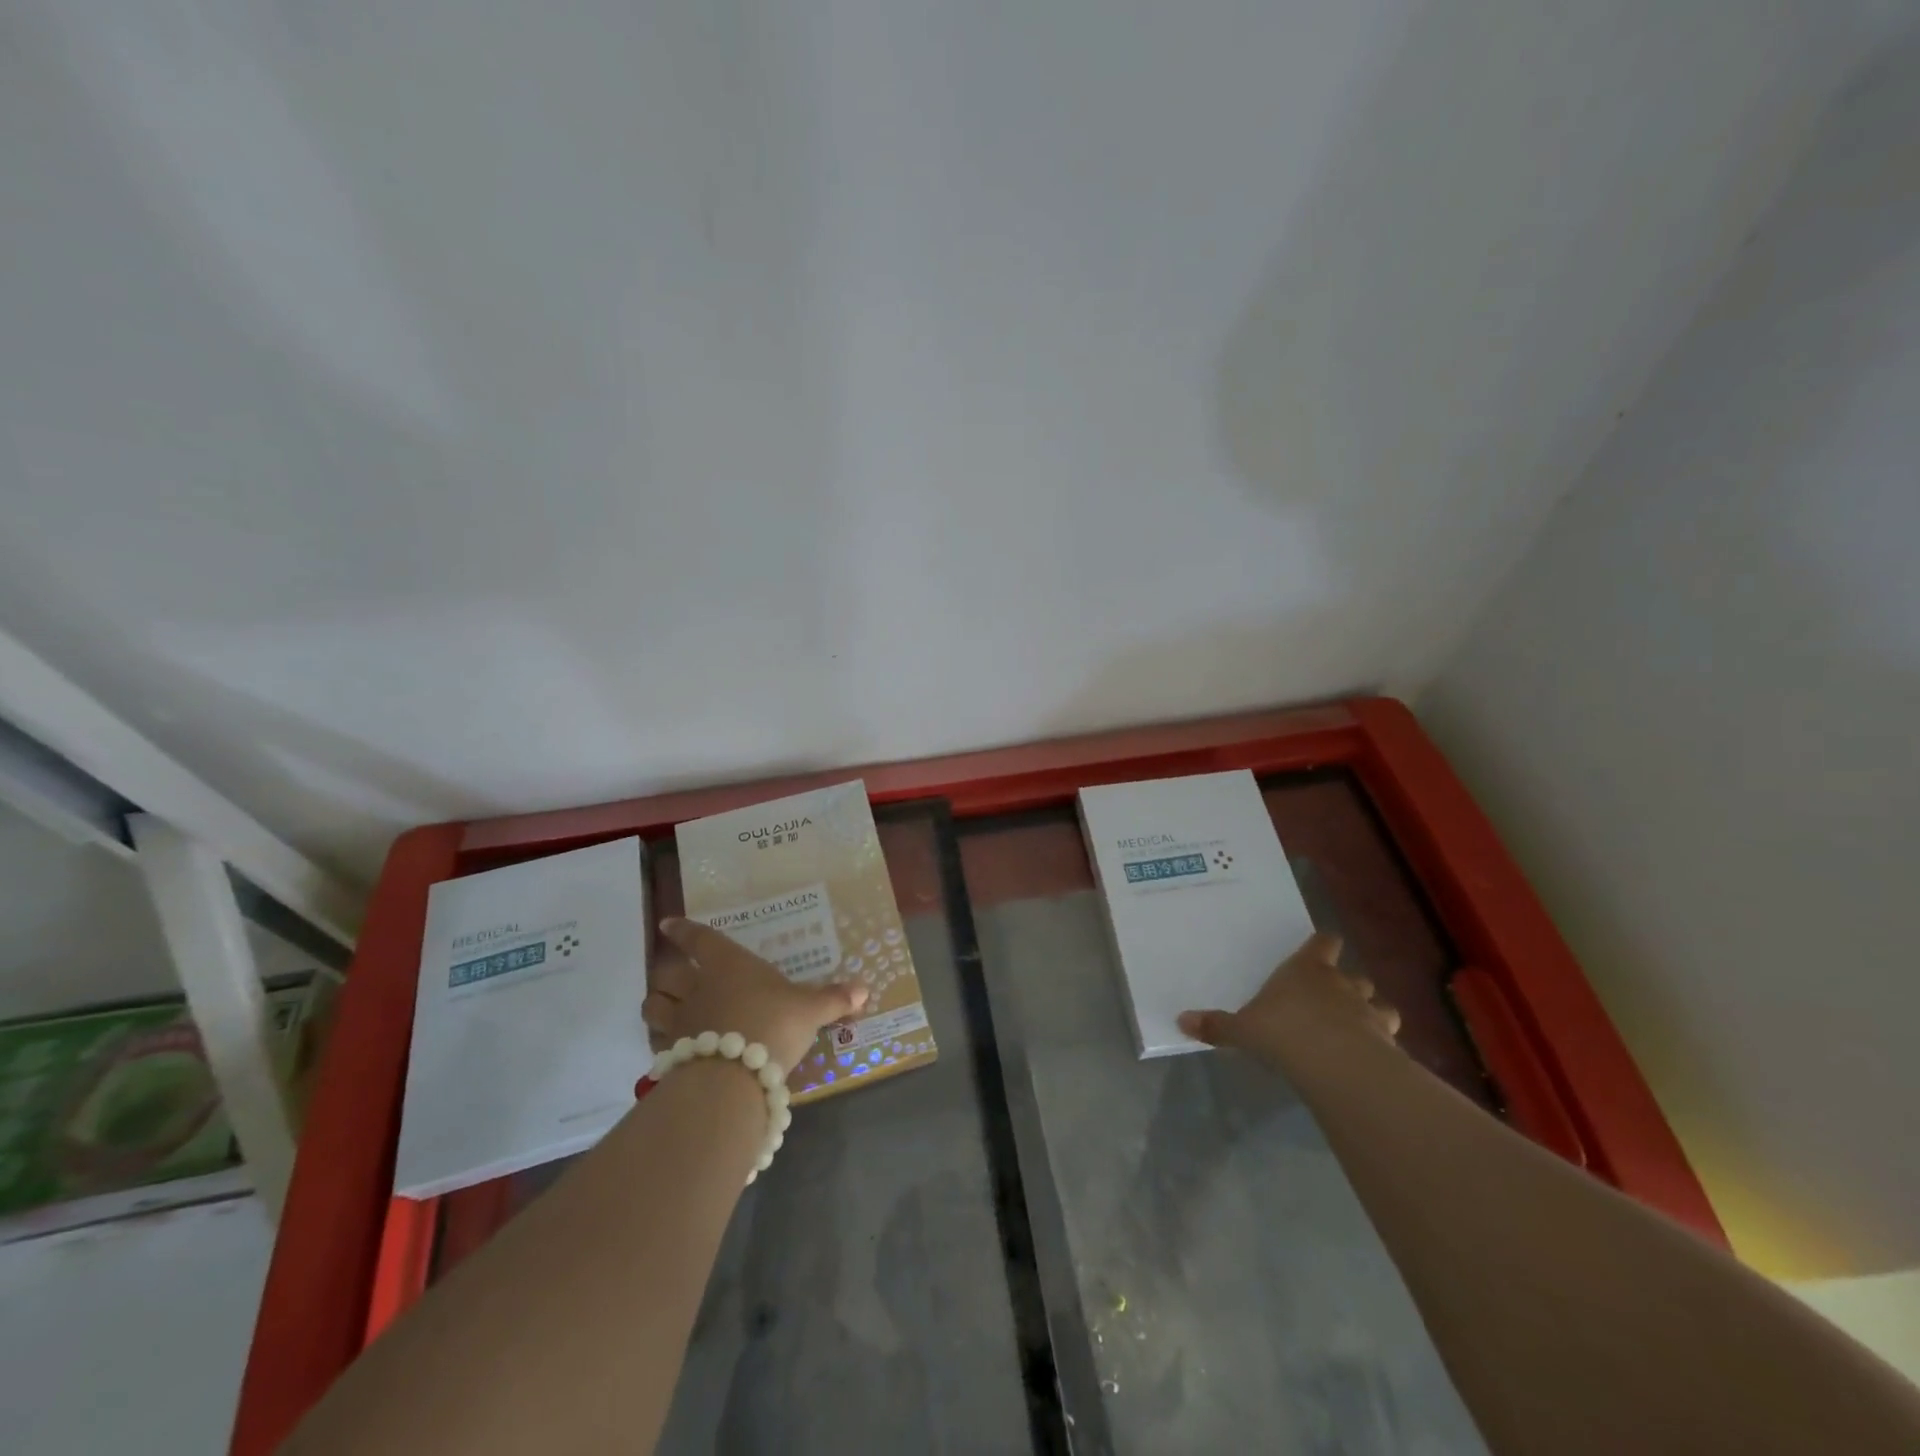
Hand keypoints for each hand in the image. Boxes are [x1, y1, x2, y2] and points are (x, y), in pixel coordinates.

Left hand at [645, 918, 867, 1075]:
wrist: (735, 1076)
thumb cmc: (773, 1024)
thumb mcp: (811, 1010)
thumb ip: (834, 999)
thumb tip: (865, 988)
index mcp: (728, 965)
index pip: (699, 939)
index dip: (683, 930)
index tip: (668, 924)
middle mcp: (698, 987)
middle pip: (667, 973)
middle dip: (667, 973)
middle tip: (673, 975)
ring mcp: (680, 1022)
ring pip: (653, 1007)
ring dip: (657, 1005)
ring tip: (665, 1008)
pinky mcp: (672, 1055)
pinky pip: (657, 1043)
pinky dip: (661, 1041)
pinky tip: (672, 1048)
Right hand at [1177, 932, 1400, 1066]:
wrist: (1336, 1063)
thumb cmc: (1283, 1031)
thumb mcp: (1242, 1030)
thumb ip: (1217, 1026)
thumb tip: (1181, 1021)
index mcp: (1306, 970)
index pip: (1323, 943)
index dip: (1323, 945)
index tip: (1321, 947)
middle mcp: (1341, 984)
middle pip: (1354, 974)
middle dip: (1348, 983)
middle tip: (1334, 996)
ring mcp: (1368, 1012)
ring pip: (1379, 1003)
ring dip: (1371, 1012)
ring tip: (1359, 1026)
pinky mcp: (1387, 1042)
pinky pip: (1388, 1036)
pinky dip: (1382, 1043)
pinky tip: (1371, 1056)